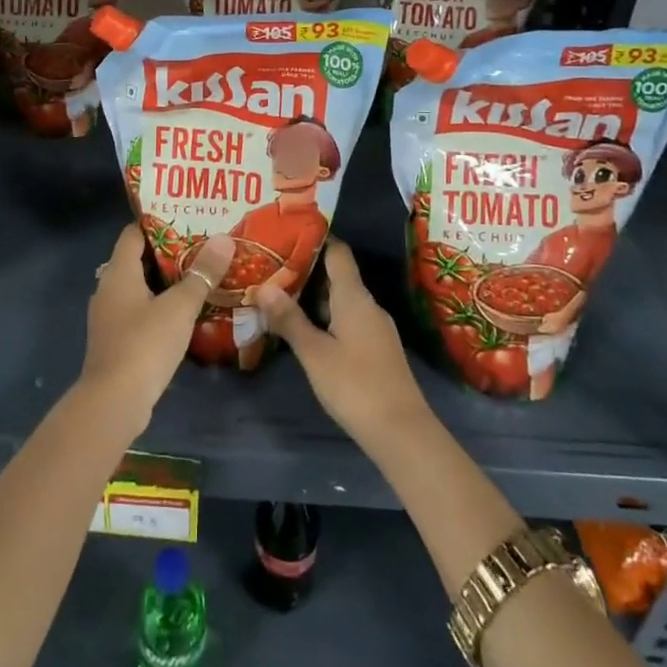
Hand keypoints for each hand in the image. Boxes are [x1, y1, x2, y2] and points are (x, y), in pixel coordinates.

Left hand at [77, 224, 208, 433]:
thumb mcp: (180, 306)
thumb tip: (224, 239)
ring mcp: (110, 316)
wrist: (114, 403)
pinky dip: (159, 305)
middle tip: (202, 243)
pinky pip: (140, 311)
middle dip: (168, 251)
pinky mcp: (116, 340)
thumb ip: (202, 273)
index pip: (133, 233)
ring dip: (165, 281)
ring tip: (199, 273)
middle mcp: (108, 288)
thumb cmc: (145, 344)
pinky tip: (185, 311)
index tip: (186, 215)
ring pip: (139, 287)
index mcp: (118, 272)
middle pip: (137, 259)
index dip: (157, 221)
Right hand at [251, 240, 429, 450]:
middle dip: (307, 271)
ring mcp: (376, 328)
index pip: (337, 252)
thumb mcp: (314, 353)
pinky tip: (306, 331)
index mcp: (354, 296)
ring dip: (314, 298)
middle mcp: (368, 305)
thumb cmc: (355, 385)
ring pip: (342, 301)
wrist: (402, 432)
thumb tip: (263, 286)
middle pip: (337, 276)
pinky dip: (326, 318)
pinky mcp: (377, 349)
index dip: (316, 239)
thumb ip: (289, 319)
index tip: (288, 234)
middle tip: (272, 269)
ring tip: (280, 298)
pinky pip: (348, 320)